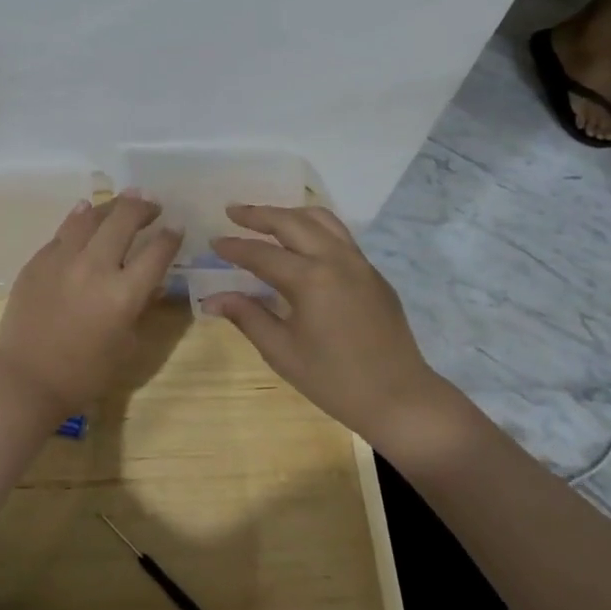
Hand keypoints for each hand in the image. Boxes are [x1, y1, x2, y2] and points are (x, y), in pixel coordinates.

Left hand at [0, 193, 182, 421]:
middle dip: (143, 207)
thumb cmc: (85, 372)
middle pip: (124, 219)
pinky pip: (64, 230)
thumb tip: (154, 282)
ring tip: (122, 203)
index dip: (171, 236)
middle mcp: (95, 267)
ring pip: (91, 216)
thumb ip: (142, 307)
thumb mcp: (128, 345)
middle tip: (151, 206)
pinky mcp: (38, 260)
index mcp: (124, 294)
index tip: (176, 228)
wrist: (27, 378)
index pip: (158, 251)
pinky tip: (85, 212)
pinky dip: (80, 218)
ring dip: (111, 206)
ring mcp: (63, 259)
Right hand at [204, 205, 450, 445]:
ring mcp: (360, 263)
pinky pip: (340, 236)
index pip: (262, 253)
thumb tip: (211, 299)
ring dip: (290, 214)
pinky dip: (315, 228)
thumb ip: (247, 316)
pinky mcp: (373, 273)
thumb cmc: (334, 380)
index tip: (213, 241)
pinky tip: (302, 243)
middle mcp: (336, 259)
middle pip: (292, 222)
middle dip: (259, 214)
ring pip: (322, 220)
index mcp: (310, 279)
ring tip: (267, 218)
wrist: (399, 398)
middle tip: (233, 211)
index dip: (234, 247)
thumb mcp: (282, 351)